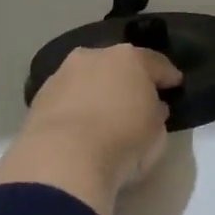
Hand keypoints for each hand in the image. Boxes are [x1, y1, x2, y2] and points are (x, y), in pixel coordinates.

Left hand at [0, 45, 183, 214]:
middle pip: (117, 65)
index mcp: (129, 58)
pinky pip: (68, 98)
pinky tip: (81, 125)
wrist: (64, 157)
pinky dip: (76, 107)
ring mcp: (63, 74)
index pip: (155, 63)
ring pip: (88, 78)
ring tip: (105, 113)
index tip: (175, 85)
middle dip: (127, 79)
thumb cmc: (123, 139)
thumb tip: (151, 108)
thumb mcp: (157, 131)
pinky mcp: (39, 97)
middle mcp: (94, 56)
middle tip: (137, 98)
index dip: (167, 75)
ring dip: (97, 91)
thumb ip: (156, 113)